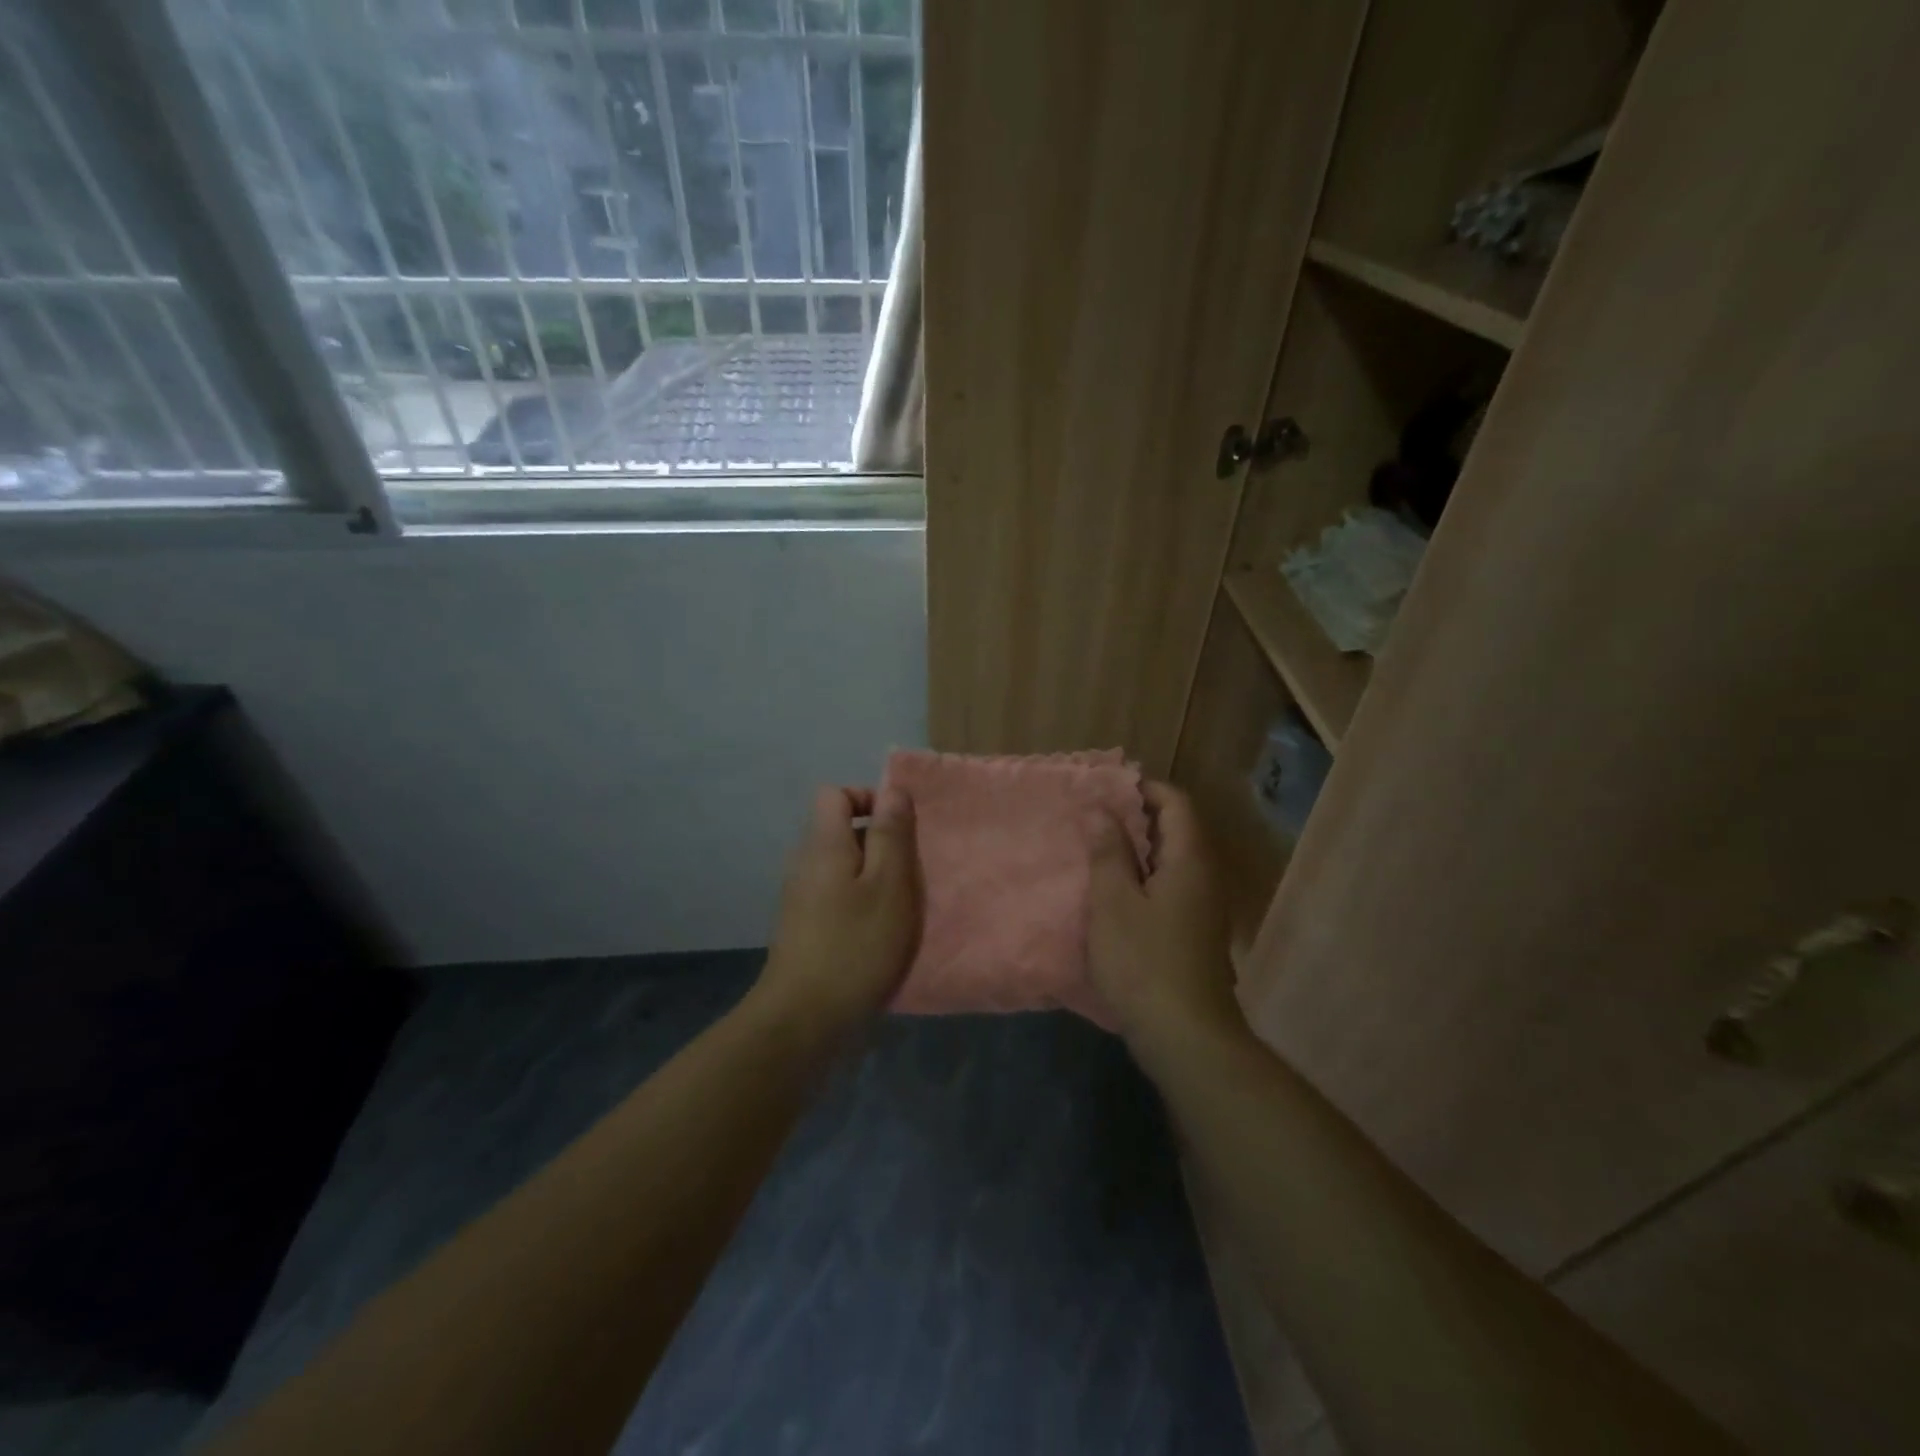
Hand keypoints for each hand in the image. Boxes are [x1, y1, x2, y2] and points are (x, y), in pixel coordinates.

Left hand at [753, 786, 921, 1038]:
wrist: (804, 1018)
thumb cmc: (856, 945)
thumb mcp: (889, 885)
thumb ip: (891, 834)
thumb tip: (892, 790)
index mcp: (823, 844)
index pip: (835, 794)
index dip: (868, 799)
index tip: (899, 828)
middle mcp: (805, 862)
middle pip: (839, 829)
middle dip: (878, 841)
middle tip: (908, 871)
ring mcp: (800, 896)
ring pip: (840, 865)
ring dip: (872, 875)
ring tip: (899, 904)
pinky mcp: (803, 926)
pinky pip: (834, 894)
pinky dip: (858, 902)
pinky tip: (878, 932)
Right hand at [1088, 782, 1244, 1066]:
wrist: (1186, 1036)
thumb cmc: (1144, 961)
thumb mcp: (1113, 902)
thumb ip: (1108, 852)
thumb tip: (1102, 810)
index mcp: (1190, 859)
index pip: (1176, 802)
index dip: (1143, 789)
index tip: (1105, 789)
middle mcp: (1205, 876)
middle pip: (1177, 829)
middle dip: (1136, 817)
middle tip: (1093, 817)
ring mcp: (1204, 907)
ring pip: (1172, 860)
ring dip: (1138, 849)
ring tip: (1097, 850)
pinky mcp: (1196, 933)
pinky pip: (1171, 886)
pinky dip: (1145, 878)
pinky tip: (1115, 893)